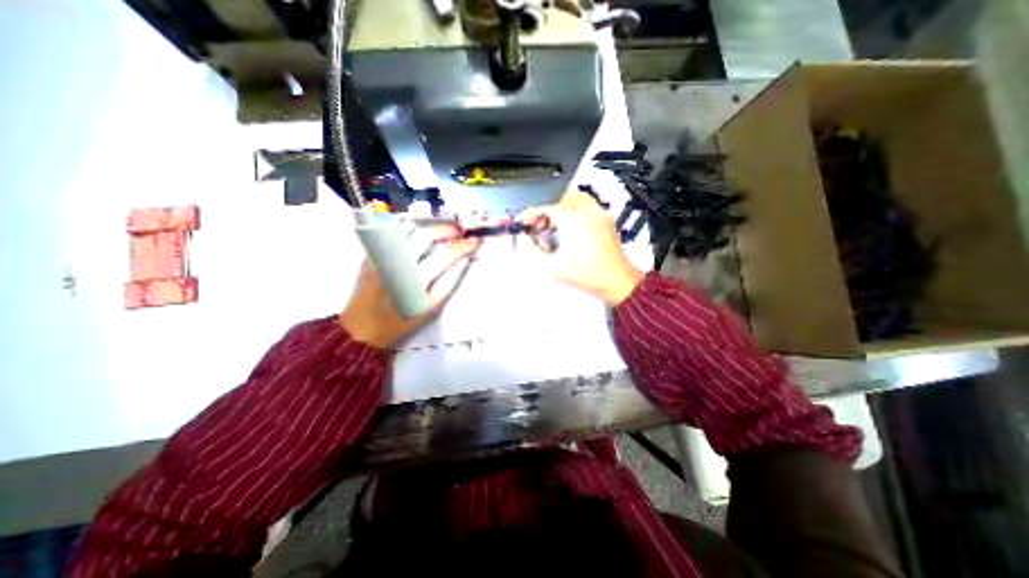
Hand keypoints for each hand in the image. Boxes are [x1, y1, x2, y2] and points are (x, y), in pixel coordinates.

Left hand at [340, 223, 479, 349]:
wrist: (362, 328)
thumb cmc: (402, 321)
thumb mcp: (432, 309)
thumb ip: (449, 282)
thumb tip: (465, 260)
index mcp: (415, 281)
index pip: (445, 256)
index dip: (463, 247)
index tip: (475, 241)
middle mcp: (397, 264)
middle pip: (425, 235)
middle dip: (447, 229)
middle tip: (459, 232)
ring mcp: (381, 256)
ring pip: (406, 228)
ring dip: (428, 226)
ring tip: (440, 231)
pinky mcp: (371, 253)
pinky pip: (392, 232)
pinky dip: (410, 229)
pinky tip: (419, 235)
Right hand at [519, 190, 639, 306]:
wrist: (616, 281)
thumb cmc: (589, 275)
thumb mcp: (551, 266)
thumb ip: (532, 250)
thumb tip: (524, 239)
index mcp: (572, 221)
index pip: (546, 209)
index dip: (531, 215)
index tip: (523, 222)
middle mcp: (587, 213)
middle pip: (560, 200)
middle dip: (546, 211)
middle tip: (538, 224)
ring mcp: (599, 215)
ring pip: (575, 199)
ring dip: (560, 209)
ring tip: (553, 225)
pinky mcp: (606, 221)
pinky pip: (587, 206)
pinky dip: (574, 211)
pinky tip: (569, 228)